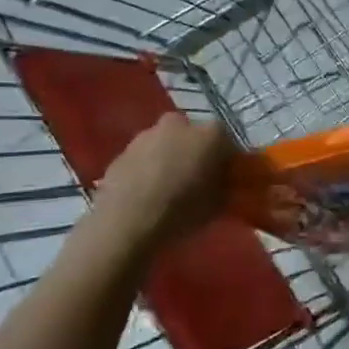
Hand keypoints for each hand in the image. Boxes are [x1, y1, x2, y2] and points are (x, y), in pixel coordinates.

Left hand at [89, 113, 235, 252]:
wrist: (126, 223)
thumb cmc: (182, 211)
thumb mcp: (219, 204)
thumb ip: (226, 186)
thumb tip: (224, 181)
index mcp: (211, 134)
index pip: (227, 141)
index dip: (226, 160)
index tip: (224, 177)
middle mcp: (180, 124)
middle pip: (192, 135)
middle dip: (194, 151)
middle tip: (194, 178)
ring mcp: (146, 136)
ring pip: (164, 143)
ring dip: (167, 158)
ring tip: (166, 188)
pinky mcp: (121, 152)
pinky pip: (141, 159)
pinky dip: (145, 170)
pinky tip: (144, 194)